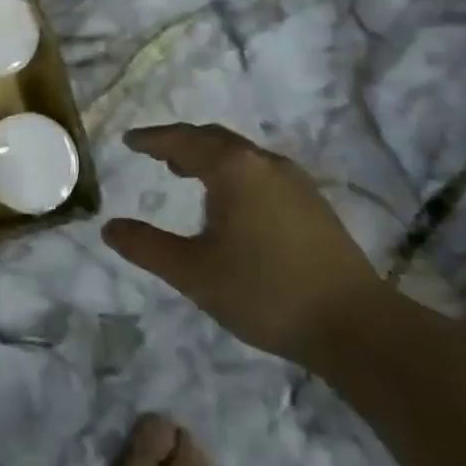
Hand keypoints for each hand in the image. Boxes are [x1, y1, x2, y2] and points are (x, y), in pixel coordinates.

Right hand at [102, 123, 385, 364]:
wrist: (356, 327)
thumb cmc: (265, 292)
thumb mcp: (193, 272)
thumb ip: (146, 247)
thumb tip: (109, 227)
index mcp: (233, 169)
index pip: (182, 140)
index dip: (152, 139)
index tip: (129, 141)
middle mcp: (264, 164)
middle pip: (214, 139)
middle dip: (181, 142)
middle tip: (155, 153)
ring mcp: (295, 182)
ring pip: (241, 154)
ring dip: (208, 156)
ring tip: (185, 172)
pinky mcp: (313, 204)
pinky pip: (260, 171)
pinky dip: (233, 172)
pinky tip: (231, 201)